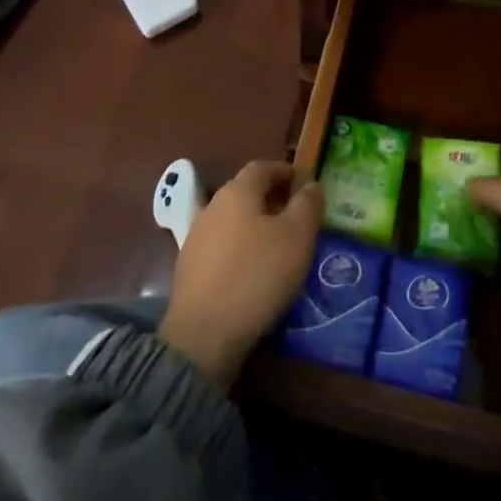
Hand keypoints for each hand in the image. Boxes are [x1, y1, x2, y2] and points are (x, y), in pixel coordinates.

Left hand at [159, 161, 323, 386]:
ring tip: (278, 246)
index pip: (262, 167)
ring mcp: (196, 237)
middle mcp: (212, 206)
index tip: (304, 184)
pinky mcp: (188, 267)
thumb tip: (311, 184)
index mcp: (237, 192)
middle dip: (271, 198)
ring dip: (254, 225)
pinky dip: (240, 249)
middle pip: (245, 192)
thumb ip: (307, 205)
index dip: (285, 171)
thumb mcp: (297, 237)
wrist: (204, 332)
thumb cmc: (258, 275)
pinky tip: (253, 271)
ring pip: (232, 220)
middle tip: (296, 216)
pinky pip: (221, 246)